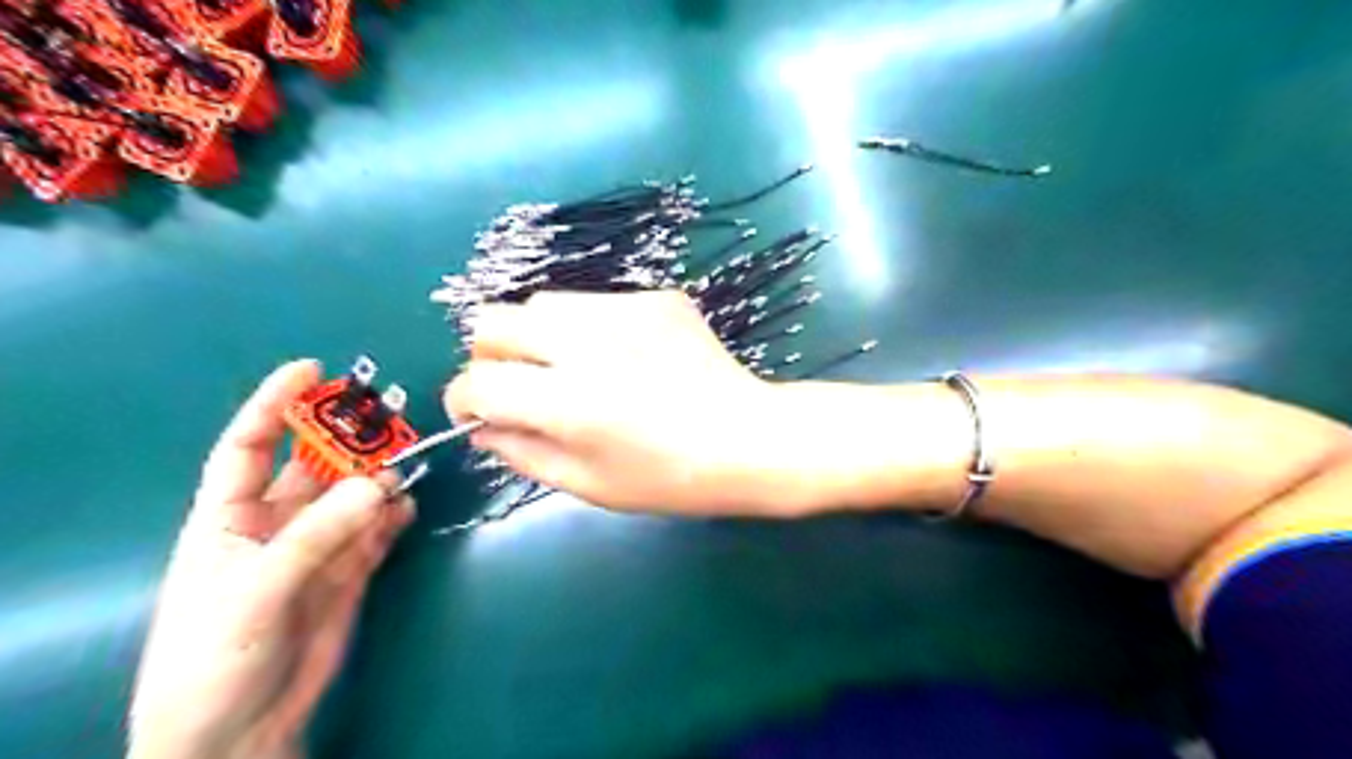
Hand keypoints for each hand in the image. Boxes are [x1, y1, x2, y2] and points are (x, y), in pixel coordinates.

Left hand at [135, 361, 417, 758]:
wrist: (239, 732)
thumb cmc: (214, 658)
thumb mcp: (255, 591)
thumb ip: (318, 535)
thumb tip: (382, 483)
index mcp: (228, 518)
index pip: (250, 446)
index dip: (275, 404)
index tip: (312, 368)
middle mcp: (276, 523)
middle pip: (315, 466)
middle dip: (347, 438)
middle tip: (389, 414)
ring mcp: (318, 547)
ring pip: (354, 495)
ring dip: (380, 476)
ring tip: (410, 462)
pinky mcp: (349, 571)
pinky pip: (377, 530)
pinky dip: (395, 515)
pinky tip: (409, 505)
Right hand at [440, 290, 794, 516]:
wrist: (749, 438)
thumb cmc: (669, 478)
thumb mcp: (588, 484)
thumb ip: (522, 452)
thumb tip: (482, 425)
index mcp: (568, 401)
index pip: (476, 382)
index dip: (463, 400)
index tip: (478, 413)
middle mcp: (587, 343)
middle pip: (493, 320)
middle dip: (490, 356)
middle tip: (518, 385)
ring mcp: (624, 310)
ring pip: (542, 303)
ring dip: (537, 337)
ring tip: (572, 369)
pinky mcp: (654, 297)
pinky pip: (594, 302)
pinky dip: (588, 329)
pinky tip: (623, 358)